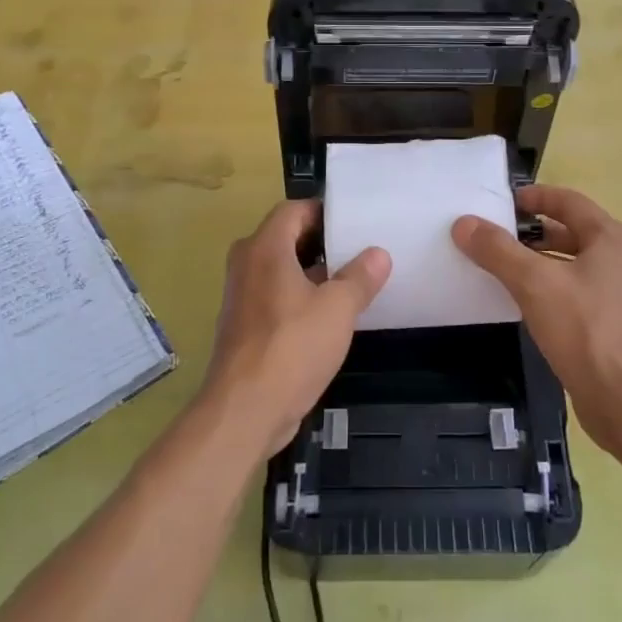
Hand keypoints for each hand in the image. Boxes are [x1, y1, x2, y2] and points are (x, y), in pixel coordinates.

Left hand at [204, 200, 390, 456]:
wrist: (245, 410)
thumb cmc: (292, 347)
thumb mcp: (338, 309)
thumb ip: (360, 277)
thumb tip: (378, 253)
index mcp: (265, 248)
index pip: (293, 210)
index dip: (323, 211)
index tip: (354, 221)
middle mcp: (247, 264)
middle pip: (285, 238)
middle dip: (322, 241)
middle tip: (360, 247)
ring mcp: (242, 296)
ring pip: (281, 269)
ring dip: (313, 272)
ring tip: (353, 278)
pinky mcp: (244, 326)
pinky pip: (275, 296)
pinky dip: (300, 296)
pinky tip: (330, 314)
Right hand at [452, 185, 621, 460]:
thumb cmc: (587, 330)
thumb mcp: (535, 283)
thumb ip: (498, 250)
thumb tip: (464, 223)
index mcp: (610, 239)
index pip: (567, 200)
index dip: (534, 196)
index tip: (500, 202)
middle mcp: (619, 260)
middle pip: (568, 232)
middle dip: (529, 232)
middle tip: (490, 235)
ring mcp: (617, 295)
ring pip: (568, 265)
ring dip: (535, 263)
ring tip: (495, 267)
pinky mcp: (609, 325)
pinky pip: (571, 294)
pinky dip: (545, 291)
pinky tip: (518, 304)